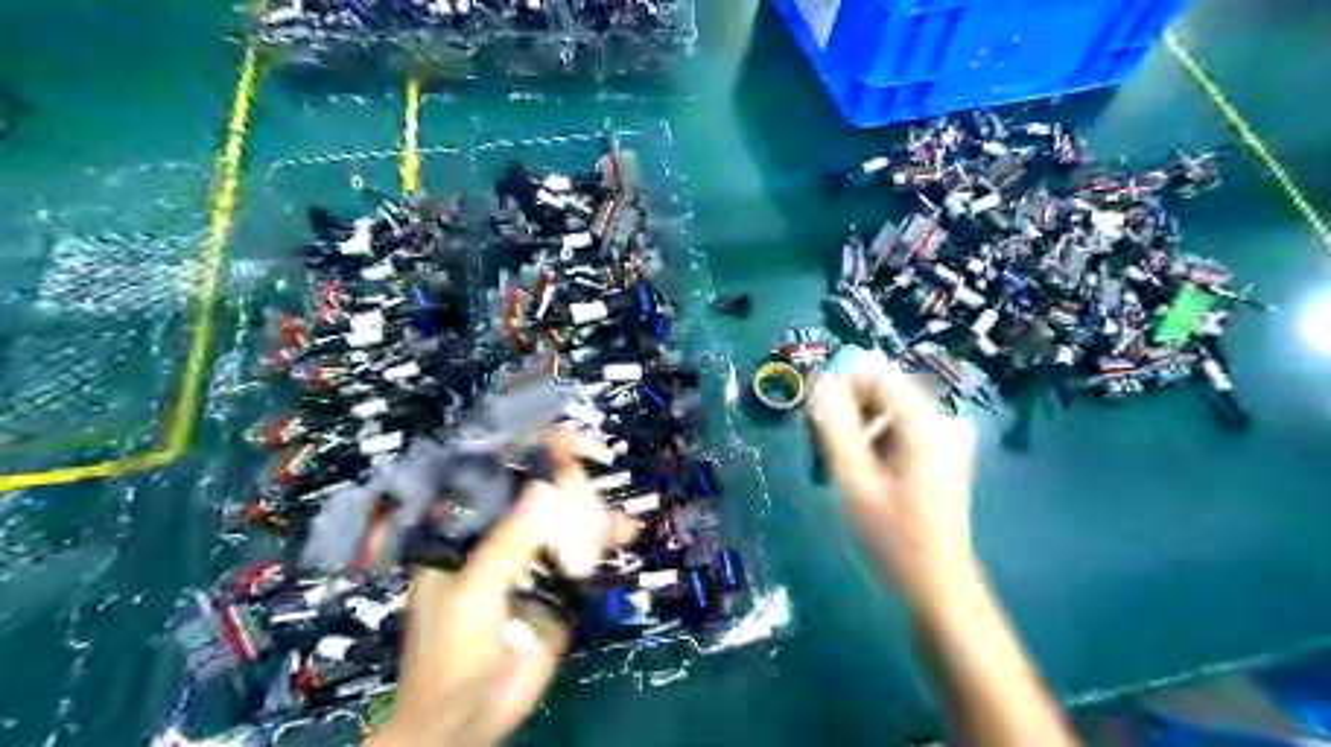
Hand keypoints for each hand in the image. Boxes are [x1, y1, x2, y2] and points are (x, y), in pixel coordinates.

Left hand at [361, 428, 631, 745]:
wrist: (468, 721)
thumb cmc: (451, 655)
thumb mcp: (474, 594)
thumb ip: (508, 543)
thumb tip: (545, 487)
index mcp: (467, 534)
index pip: (496, 479)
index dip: (528, 453)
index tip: (561, 437)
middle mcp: (500, 539)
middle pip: (538, 495)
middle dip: (568, 477)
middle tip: (596, 462)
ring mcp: (532, 562)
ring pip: (565, 522)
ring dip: (592, 508)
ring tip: (614, 504)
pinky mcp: (557, 588)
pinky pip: (583, 556)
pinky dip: (605, 542)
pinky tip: (626, 532)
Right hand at [804, 368, 980, 601]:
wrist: (937, 582)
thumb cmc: (892, 536)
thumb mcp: (854, 479)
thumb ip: (834, 425)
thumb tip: (819, 381)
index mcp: (925, 422)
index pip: (876, 373)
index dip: (840, 386)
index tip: (815, 416)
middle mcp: (942, 419)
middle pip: (884, 389)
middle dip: (849, 408)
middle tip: (824, 443)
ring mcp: (947, 436)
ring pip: (890, 408)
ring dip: (860, 425)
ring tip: (842, 462)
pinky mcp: (944, 451)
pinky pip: (901, 426)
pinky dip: (877, 438)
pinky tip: (865, 469)